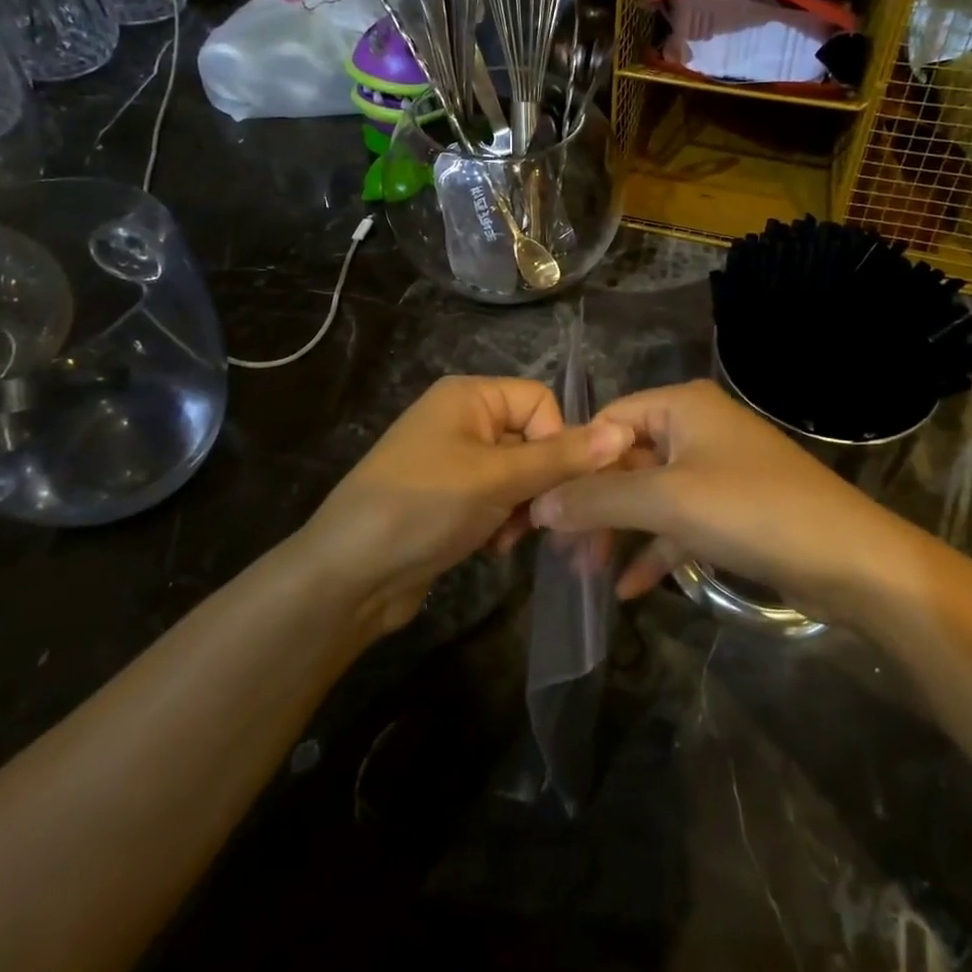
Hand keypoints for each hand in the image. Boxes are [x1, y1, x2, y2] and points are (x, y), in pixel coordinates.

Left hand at [297, 376, 634, 635]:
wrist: (349, 576)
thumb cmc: (423, 507)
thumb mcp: (496, 479)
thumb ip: (561, 458)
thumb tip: (622, 433)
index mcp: (470, 396)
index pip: (541, 402)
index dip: (559, 441)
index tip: (558, 484)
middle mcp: (464, 420)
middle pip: (534, 439)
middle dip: (544, 483)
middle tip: (544, 522)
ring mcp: (456, 461)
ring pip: (521, 475)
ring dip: (526, 508)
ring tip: (511, 538)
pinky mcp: (452, 500)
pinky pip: (499, 500)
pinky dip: (505, 522)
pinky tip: (495, 548)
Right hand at [531, 380, 899, 613]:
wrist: (852, 562)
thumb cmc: (753, 511)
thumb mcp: (667, 501)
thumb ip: (598, 499)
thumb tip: (538, 505)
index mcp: (681, 406)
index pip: (607, 422)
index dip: (574, 462)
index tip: (543, 509)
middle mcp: (696, 428)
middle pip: (626, 460)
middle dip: (594, 505)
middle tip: (562, 551)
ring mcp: (716, 470)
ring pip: (649, 495)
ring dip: (618, 531)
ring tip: (585, 571)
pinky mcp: (732, 510)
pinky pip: (678, 523)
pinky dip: (653, 550)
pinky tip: (628, 589)